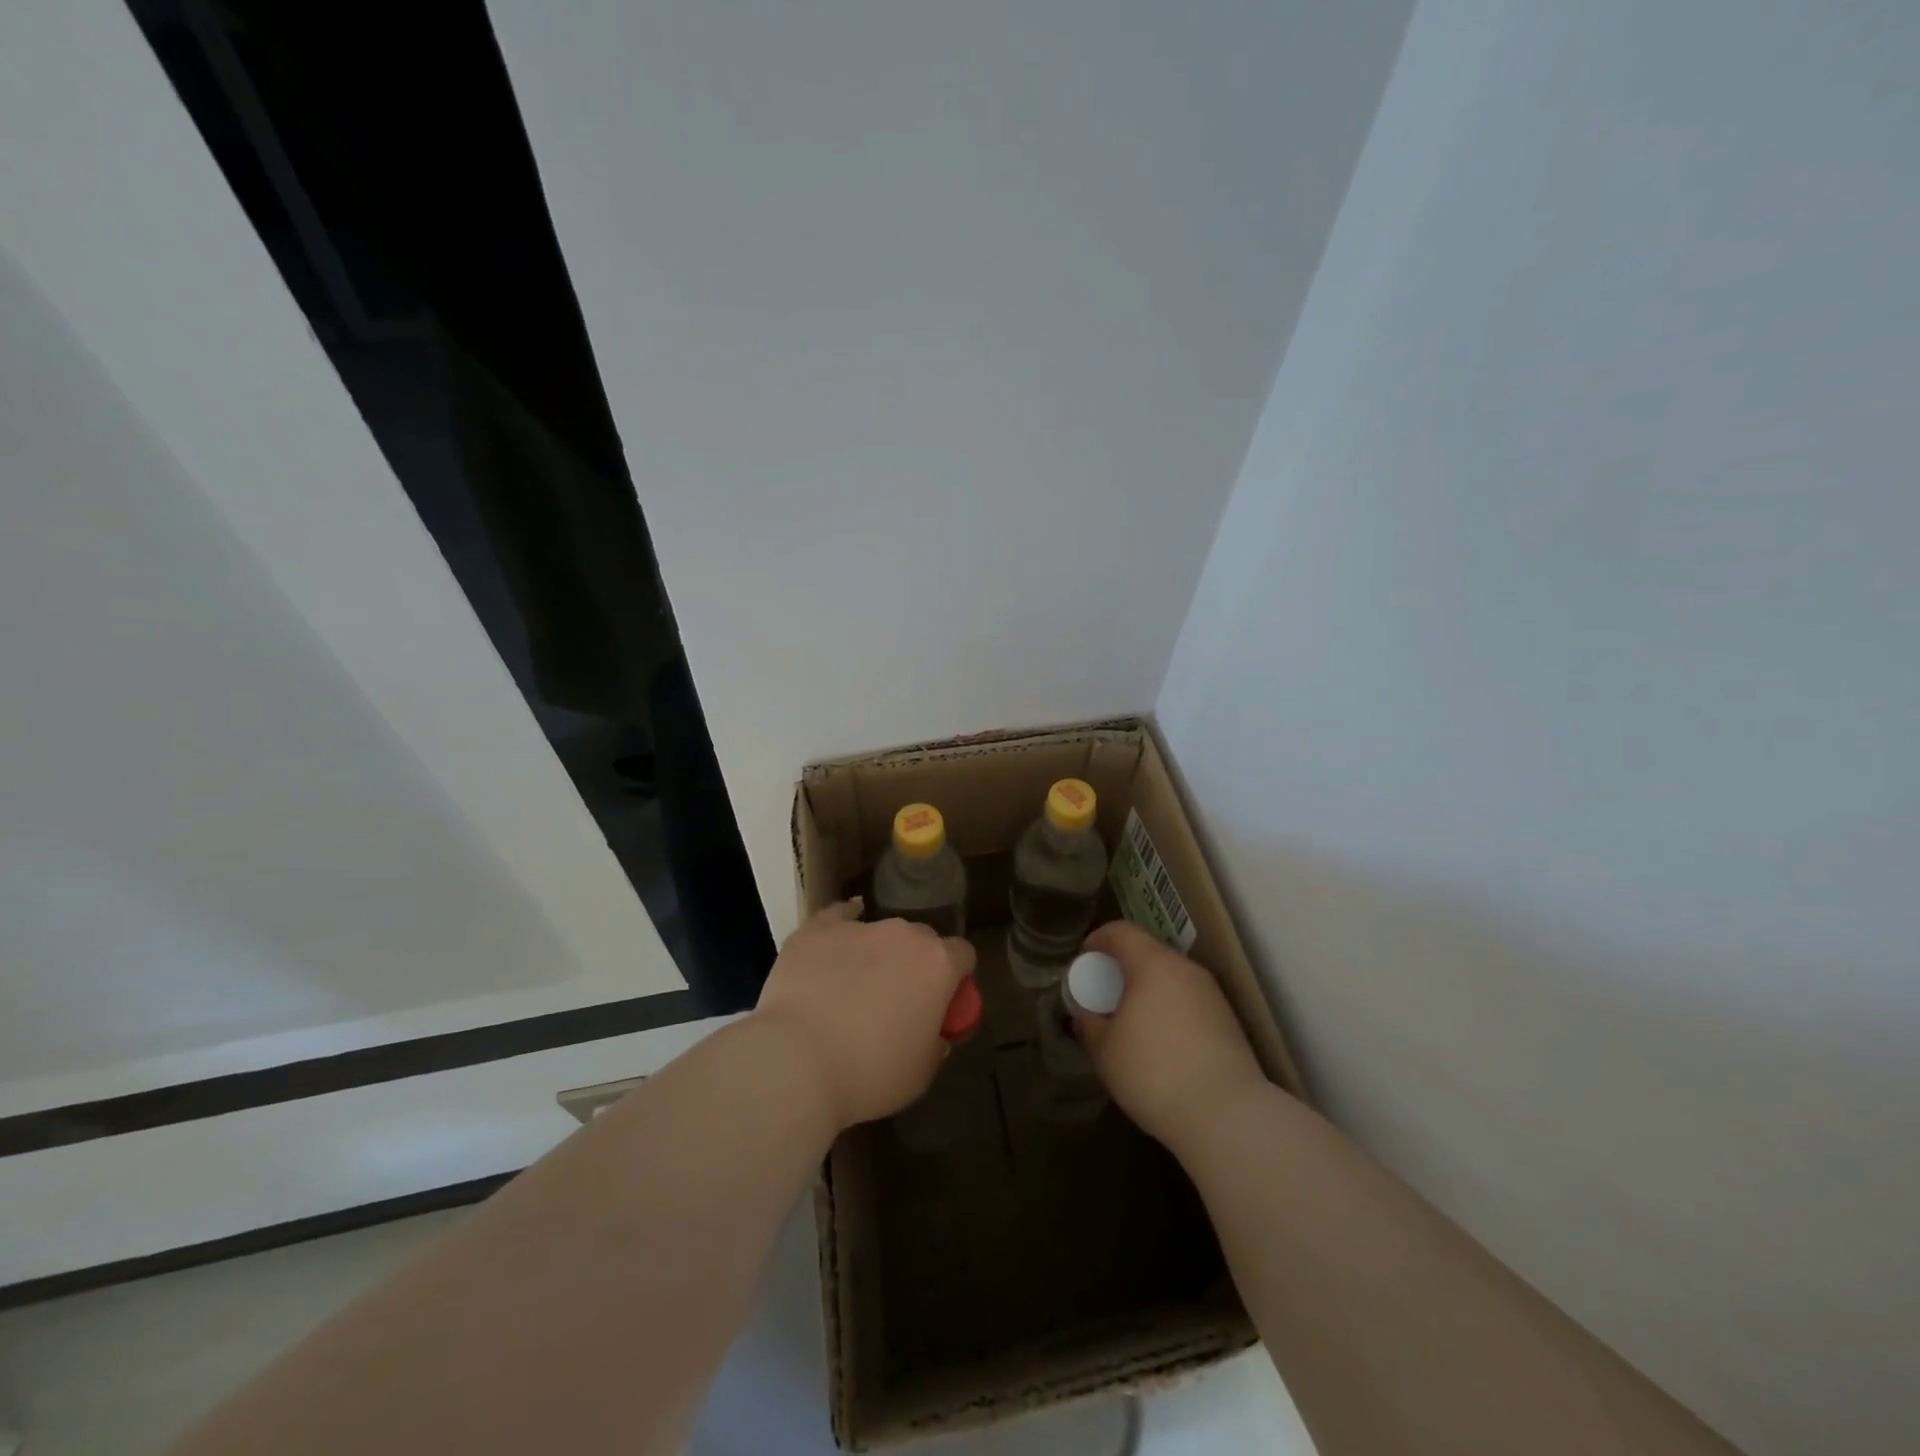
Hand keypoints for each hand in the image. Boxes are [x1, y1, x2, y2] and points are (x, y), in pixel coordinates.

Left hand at [752, 901, 975, 1130]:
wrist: (797, 1062)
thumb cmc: (869, 1073)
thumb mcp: (921, 1073)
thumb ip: (936, 1041)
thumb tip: (933, 1030)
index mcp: (938, 964)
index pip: (963, 955)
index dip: (955, 978)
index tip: (942, 1003)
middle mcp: (903, 934)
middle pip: (921, 939)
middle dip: (915, 963)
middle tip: (896, 999)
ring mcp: (859, 927)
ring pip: (879, 930)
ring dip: (876, 952)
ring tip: (852, 986)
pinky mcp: (817, 929)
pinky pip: (837, 917)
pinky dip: (840, 928)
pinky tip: (834, 944)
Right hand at [1073, 920, 1269, 1151]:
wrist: (1227, 1115)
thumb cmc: (1153, 1073)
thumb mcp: (1105, 1051)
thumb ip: (1089, 1024)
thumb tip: (1086, 1014)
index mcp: (1152, 964)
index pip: (1121, 931)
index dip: (1099, 939)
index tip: (1086, 957)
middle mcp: (1185, 969)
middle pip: (1149, 952)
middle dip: (1125, 966)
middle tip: (1107, 992)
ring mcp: (1211, 994)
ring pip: (1172, 978)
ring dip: (1150, 989)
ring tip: (1134, 1020)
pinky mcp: (1229, 1020)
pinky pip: (1189, 1001)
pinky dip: (1171, 1008)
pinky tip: (1163, 1042)